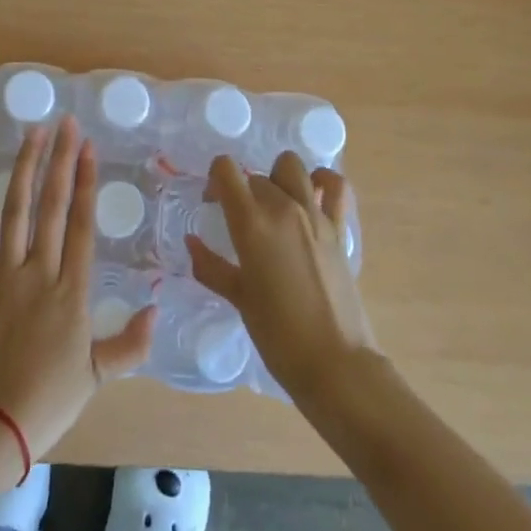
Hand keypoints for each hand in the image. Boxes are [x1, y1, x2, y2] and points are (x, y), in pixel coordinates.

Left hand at [0, 117, 157, 472]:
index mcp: (71, 291)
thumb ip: (130, 344)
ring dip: (24, 168)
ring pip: (16, 210)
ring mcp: (3, 275)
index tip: (87, 147)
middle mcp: (39, 272)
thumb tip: (156, 310)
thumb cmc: (48, 400)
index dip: (85, 181)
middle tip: (65, 123)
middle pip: (51, 205)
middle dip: (59, 160)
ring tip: (32, 134)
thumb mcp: (97, 376)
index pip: (80, 223)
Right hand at [187, 151, 377, 402]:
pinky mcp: (339, 228)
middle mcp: (283, 207)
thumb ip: (210, 266)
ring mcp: (315, 214)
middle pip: (255, 175)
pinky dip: (323, 181)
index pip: (226, 169)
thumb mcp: (238, 298)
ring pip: (291, 166)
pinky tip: (313, 194)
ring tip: (274, 205)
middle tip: (240, 221)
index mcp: (251, 222)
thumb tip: (191, 243)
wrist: (335, 363)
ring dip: (277, 178)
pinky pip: (335, 186)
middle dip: (243, 191)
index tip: (213, 202)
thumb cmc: (278, 335)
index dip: (215, 179)